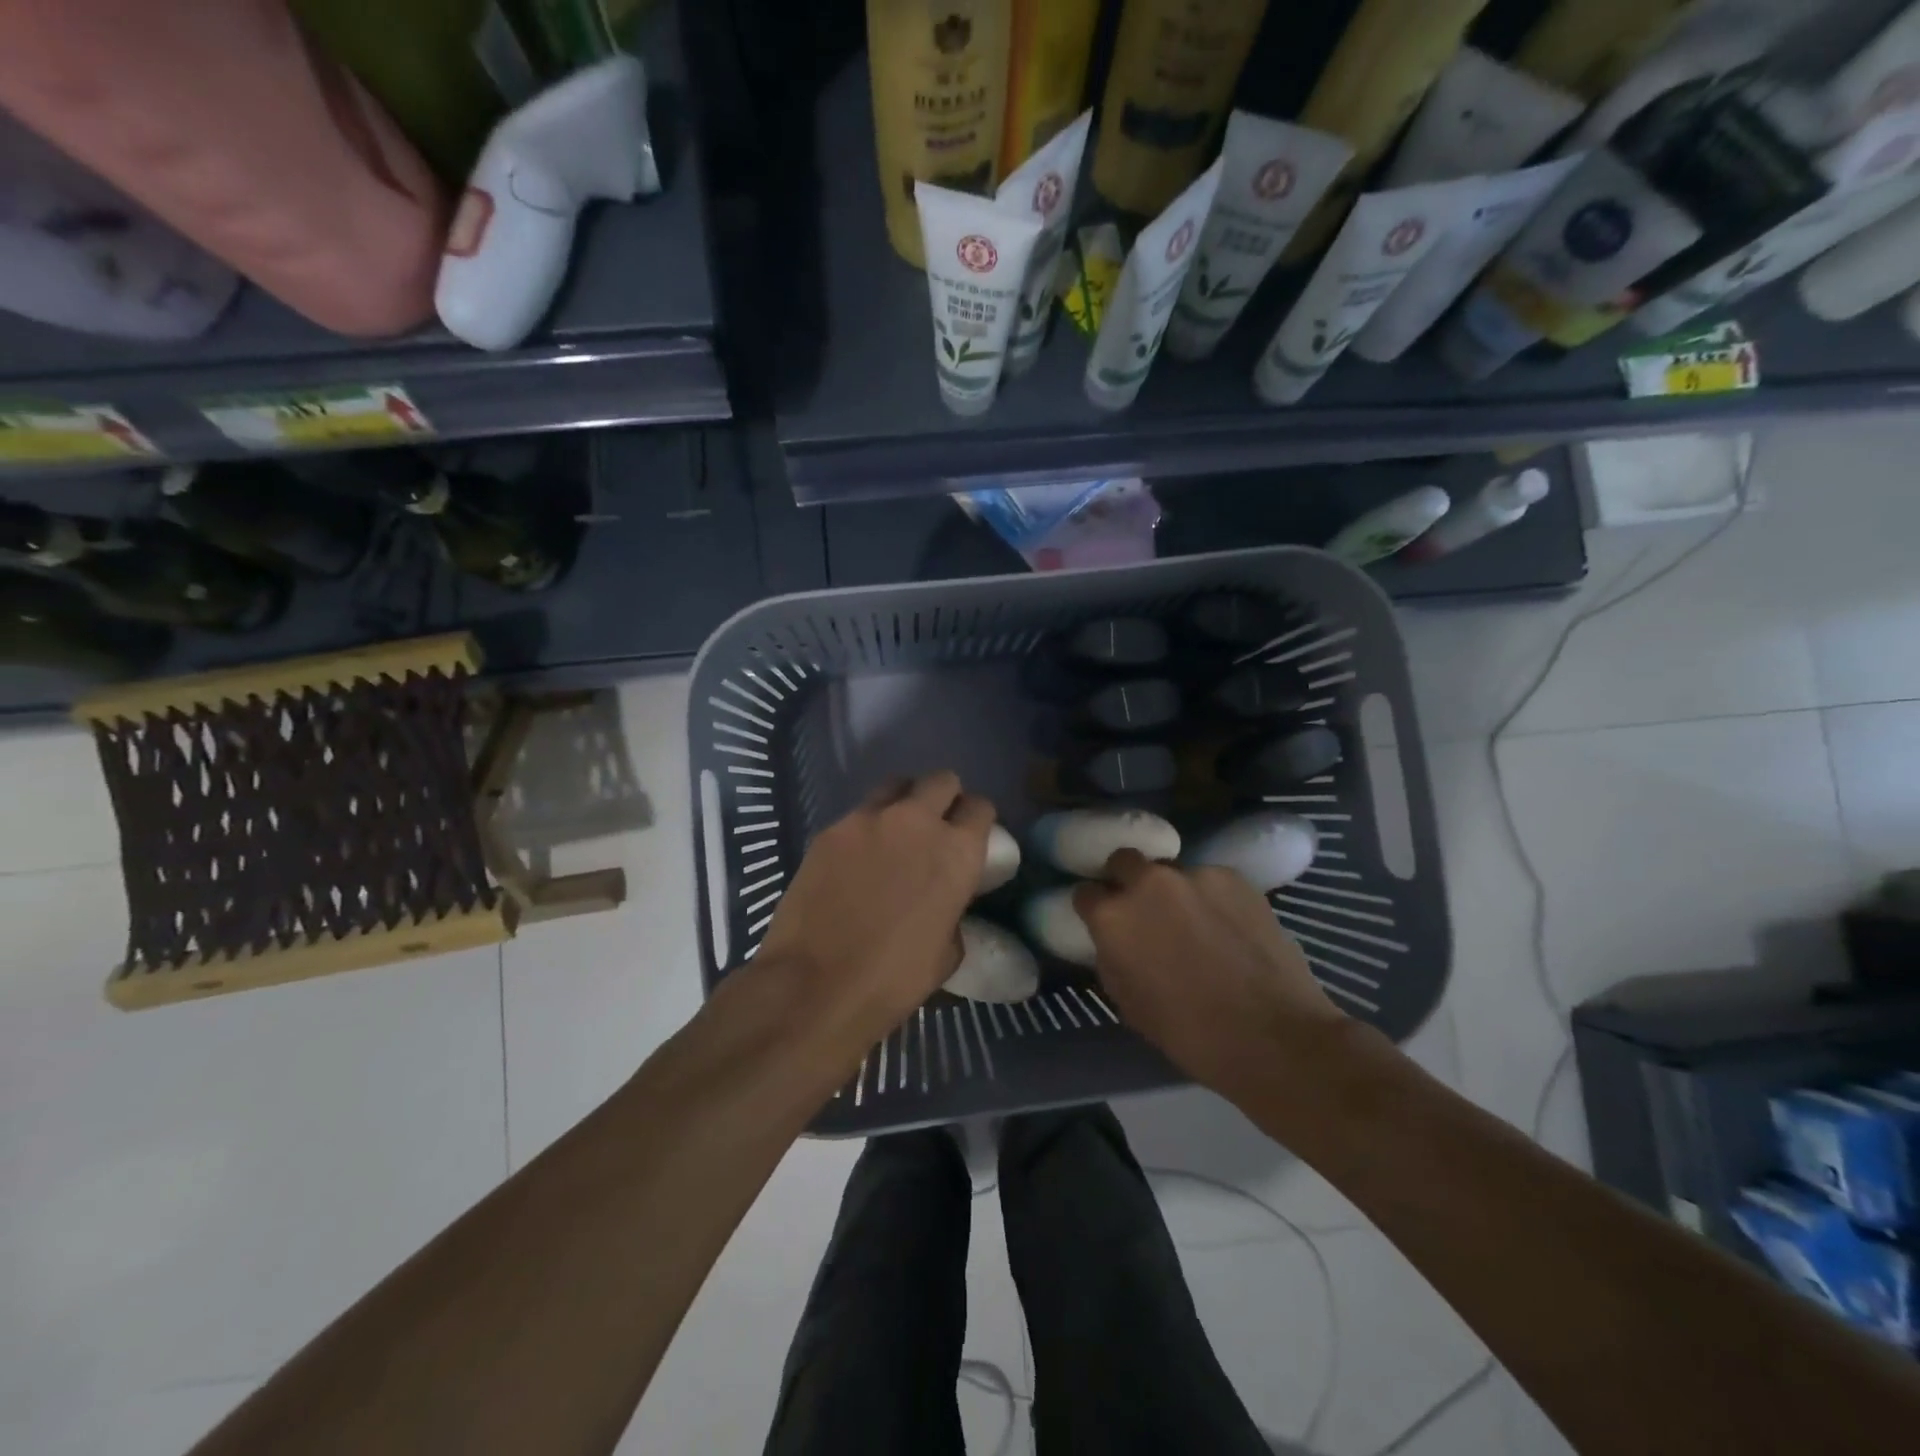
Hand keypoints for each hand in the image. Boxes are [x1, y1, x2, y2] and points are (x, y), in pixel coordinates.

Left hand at [756, 771, 993, 1037]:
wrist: (814, 986)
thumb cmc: (892, 980)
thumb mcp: (947, 952)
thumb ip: (953, 910)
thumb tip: (944, 901)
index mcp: (956, 852)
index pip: (980, 807)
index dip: (978, 820)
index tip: (971, 837)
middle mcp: (916, 821)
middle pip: (942, 780)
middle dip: (945, 799)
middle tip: (935, 828)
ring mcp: (868, 819)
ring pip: (897, 785)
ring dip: (904, 802)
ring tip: (895, 833)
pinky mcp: (831, 829)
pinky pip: (858, 814)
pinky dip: (866, 827)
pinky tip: (856, 859)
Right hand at [1074, 850, 1345, 1092]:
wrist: (1272, 1036)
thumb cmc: (1189, 1033)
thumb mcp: (1128, 1001)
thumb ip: (1112, 956)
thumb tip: (1113, 939)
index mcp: (1113, 917)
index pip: (1085, 893)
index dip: (1094, 908)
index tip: (1105, 922)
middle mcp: (1147, 883)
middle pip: (1123, 860)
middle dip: (1127, 879)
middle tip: (1145, 910)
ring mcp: (1193, 875)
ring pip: (1171, 871)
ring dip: (1174, 891)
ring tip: (1197, 923)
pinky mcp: (1234, 876)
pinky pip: (1210, 880)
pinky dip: (1212, 898)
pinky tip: (1229, 926)